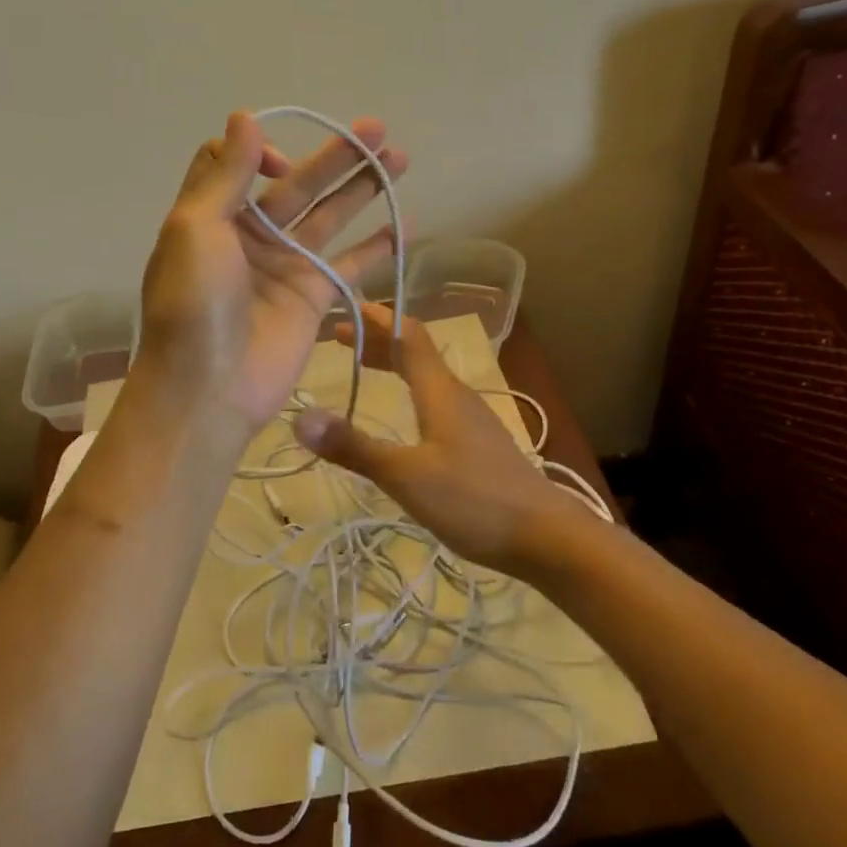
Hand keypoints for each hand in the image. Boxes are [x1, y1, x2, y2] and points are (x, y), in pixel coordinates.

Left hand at [136, 111, 407, 433]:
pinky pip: (350, 265)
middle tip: (378, 129)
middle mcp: (250, 235)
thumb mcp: (195, 229)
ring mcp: (285, 267)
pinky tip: (406, 224)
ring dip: (363, 187)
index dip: (261, 152)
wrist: (207, 389)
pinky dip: (377, 247)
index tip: (282, 167)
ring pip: (330, 217)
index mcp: (213, 215)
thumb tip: (245, 116)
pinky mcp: (312, 298)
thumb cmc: (194, 303)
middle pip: (299, 184)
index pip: (240, 164)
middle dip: (337, 156)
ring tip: (400, 157)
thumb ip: (225, 174)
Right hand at [291, 304, 579, 578]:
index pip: (406, 335)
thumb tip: (300, 418)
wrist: (546, 536)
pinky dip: (408, 391)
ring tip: (363, 369)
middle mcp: (456, 395)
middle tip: (338, 340)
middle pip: (414, 352)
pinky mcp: (477, 443)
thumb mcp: (405, 475)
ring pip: (426, 377)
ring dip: (392, 364)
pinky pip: (435, 400)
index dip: (376, 318)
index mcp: (439, 390)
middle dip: (377, 340)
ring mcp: (471, 419)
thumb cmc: (474, 500)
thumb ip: (355, 447)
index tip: (343, 309)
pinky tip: (402, 415)